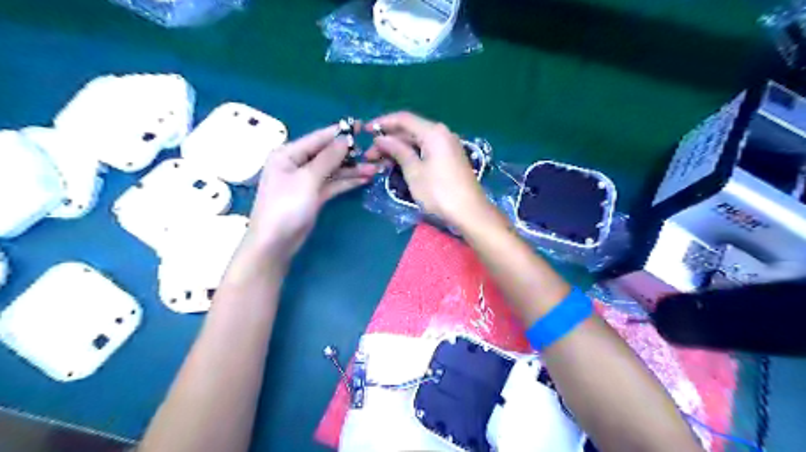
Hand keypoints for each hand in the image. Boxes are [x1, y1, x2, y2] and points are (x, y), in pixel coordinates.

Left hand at [250, 124, 378, 260]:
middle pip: (327, 154)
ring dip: (352, 170)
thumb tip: (345, 139)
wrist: (275, 242)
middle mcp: (297, 164)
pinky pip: (333, 184)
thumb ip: (328, 158)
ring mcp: (306, 181)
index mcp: (288, 154)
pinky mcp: (314, 196)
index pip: (318, 138)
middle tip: (373, 153)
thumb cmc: (286, 206)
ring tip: (375, 168)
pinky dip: (347, 182)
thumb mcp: (307, 179)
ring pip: (333, 171)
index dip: (340, 133)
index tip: (362, 126)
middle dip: (349, 154)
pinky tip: (364, 179)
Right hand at [367, 111, 490, 227]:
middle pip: (410, 131)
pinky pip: (426, 151)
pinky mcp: (449, 159)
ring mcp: (447, 146)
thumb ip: (397, 151)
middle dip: (388, 141)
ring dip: (398, 150)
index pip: (403, 119)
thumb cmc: (439, 192)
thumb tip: (381, 138)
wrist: (470, 212)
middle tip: (369, 155)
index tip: (365, 131)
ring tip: (379, 163)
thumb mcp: (414, 172)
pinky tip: (397, 165)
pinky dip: (411, 156)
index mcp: (434, 132)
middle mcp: (442, 134)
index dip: (382, 123)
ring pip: (417, 142)